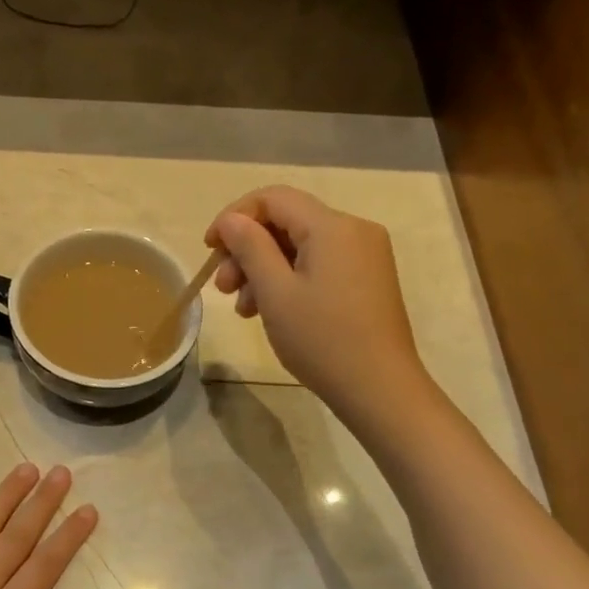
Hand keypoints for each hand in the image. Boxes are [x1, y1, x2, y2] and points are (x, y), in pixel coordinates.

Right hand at [206, 185, 425, 412]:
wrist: (380, 390)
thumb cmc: (322, 339)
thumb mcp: (275, 291)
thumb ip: (249, 246)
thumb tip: (231, 220)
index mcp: (332, 226)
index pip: (272, 198)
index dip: (234, 217)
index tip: (209, 249)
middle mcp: (353, 230)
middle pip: (286, 222)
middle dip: (246, 249)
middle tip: (221, 287)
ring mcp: (364, 255)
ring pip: (299, 246)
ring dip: (263, 269)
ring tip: (242, 308)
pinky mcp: (367, 279)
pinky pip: (318, 264)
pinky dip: (288, 279)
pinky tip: (269, 310)